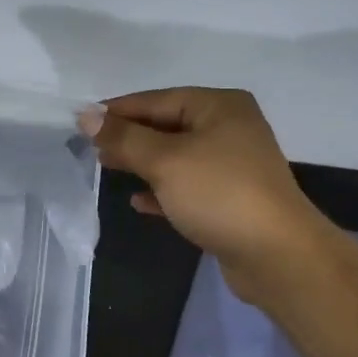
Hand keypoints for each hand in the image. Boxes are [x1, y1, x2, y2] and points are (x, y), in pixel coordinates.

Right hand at [81, 87, 332, 301]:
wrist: (278, 256)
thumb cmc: (219, 194)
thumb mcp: (164, 161)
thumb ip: (123, 138)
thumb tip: (85, 115)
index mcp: (219, 106)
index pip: (156, 100)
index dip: (116, 111)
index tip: (79, 122)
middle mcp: (228, 128)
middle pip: (165, 126)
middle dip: (128, 137)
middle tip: (90, 148)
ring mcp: (231, 165)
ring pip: (174, 157)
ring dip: (141, 162)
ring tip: (106, 168)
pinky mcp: (230, 199)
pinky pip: (186, 186)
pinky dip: (161, 190)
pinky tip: (137, 201)